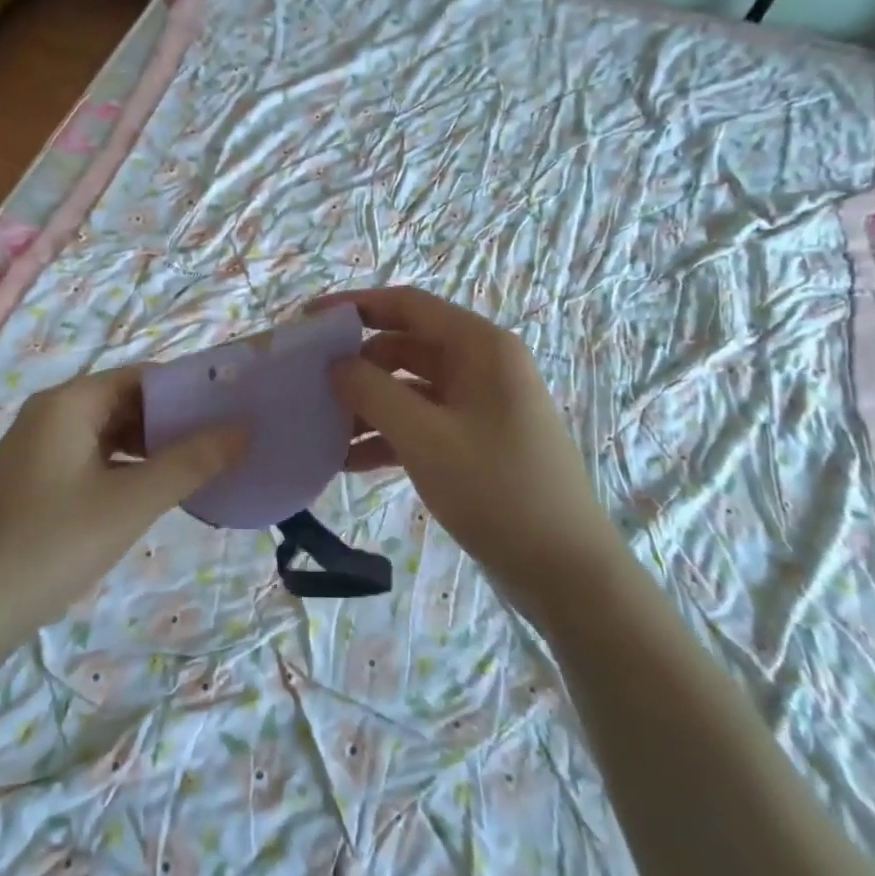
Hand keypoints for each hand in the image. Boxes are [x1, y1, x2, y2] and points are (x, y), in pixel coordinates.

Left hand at [0, 367, 244, 640]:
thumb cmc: (50, 546)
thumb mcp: (130, 503)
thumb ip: (190, 463)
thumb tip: (243, 429)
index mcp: (69, 403)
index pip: (142, 377)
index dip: (188, 390)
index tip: (231, 410)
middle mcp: (53, 414)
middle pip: (127, 402)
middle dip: (175, 421)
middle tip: (226, 442)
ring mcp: (42, 448)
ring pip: (112, 433)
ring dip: (154, 447)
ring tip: (203, 466)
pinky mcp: (39, 480)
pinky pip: (96, 459)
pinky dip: (129, 468)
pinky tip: (159, 491)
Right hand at [325, 287, 620, 594]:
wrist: (565, 570)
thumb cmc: (496, 489)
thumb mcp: (425, 437)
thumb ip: (372, 392)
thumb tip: (336, 365)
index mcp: (480, 346)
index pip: (408, 305)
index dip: (355, 306)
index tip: (309, 320)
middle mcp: (481, 365)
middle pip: (406, 345)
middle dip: (357, 364)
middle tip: (309, 384)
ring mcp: (479, 404)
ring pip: (410, 388)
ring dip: (368, 405)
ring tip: (321, 429)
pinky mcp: (475, 440)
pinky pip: (422, 422)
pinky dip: (387, 435)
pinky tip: (348, 462)